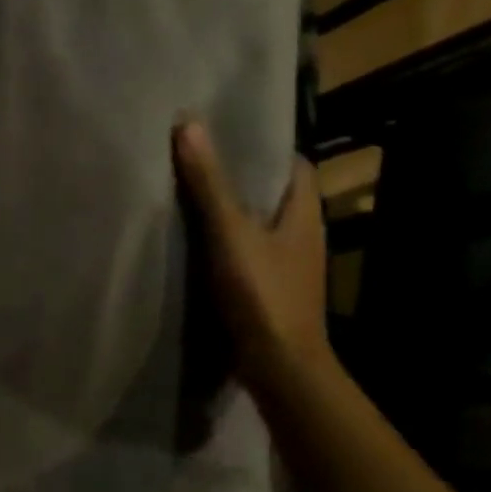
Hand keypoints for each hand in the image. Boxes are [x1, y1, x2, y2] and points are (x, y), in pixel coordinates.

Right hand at [173, 120, 329, 387]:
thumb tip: (189, 124)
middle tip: (195, 152)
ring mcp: (286, 263)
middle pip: (272, 191)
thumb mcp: (230, 232)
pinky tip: (193, 234)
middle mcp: (301, 233)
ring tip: (186, 186)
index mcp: (304, 213)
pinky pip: (246, 247)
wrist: (280, 367)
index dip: (264, 144)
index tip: (226, 129)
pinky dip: (223, 236)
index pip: (292, 164)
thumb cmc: (263, 293)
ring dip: (229, 205)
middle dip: (239, 172)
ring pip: (257, 220)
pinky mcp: (269, 286)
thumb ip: (209, 182)